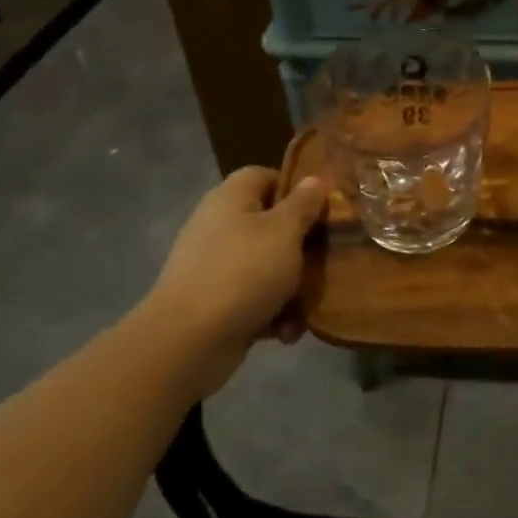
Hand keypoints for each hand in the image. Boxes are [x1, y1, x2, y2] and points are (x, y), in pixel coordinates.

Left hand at [143, 166, 327, 395]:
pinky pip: (253, 298)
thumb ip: (304, 204)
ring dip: (291, 287)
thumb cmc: (243, 272)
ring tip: (308, 306)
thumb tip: (314, 178)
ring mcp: (214, 265)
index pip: (266, 176)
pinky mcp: (214, 302)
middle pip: (271, 224)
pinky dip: (272, 313)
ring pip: (266, 265)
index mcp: (232, 197)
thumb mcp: (285, 232)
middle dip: (302, 246)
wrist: (188, 341)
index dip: (297, 189)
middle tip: (328, 259)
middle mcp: (220, 225)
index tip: (325, 210)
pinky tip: (286, 331)